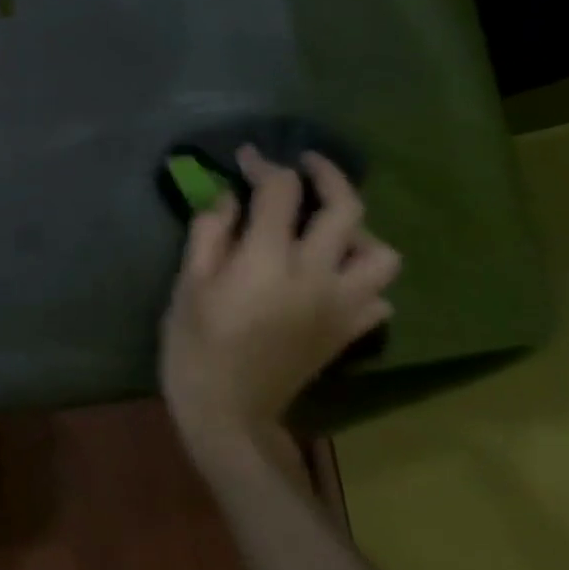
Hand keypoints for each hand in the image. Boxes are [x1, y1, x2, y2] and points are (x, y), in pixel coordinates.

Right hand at [160, 146, 398, 449]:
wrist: (229, 411)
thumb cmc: (195, 344)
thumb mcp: (187, 284)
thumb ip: (210, 233)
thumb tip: (230, 198)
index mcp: (269, 259)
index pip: (281, 191)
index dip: (264, 165)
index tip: (248, 158)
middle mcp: (317, 274)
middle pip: (346, 208)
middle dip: (327, 175)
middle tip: (305, 166)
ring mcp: (342, 305)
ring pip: (381, 253)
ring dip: (358, 232)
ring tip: (328, 231)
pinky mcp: (350, 332)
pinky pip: (379, 296)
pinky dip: (362, 280)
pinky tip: (334, 279)